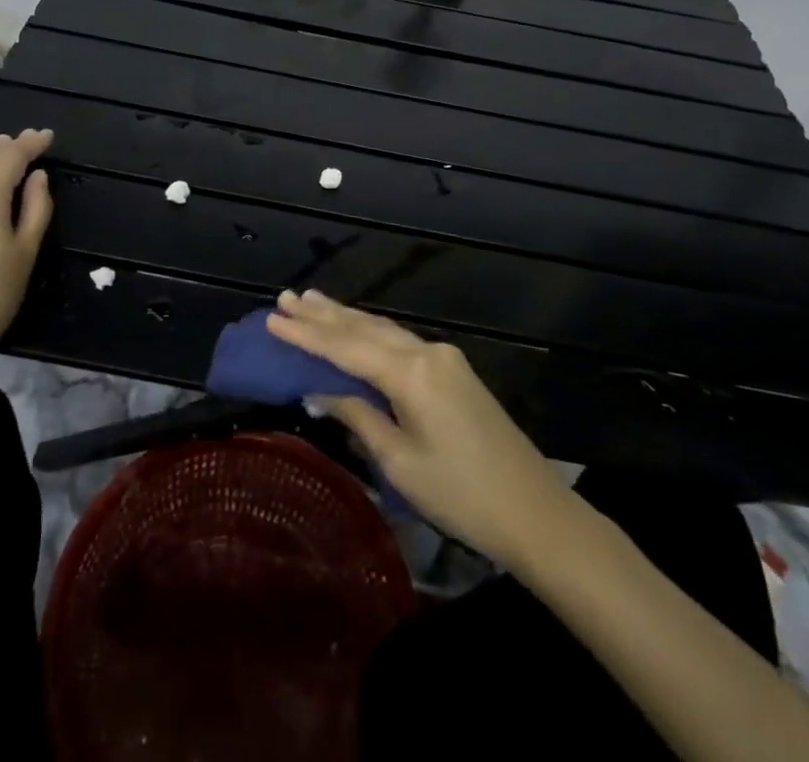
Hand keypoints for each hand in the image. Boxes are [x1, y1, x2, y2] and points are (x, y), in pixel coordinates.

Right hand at [267, 289, 573, 566]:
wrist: (535, 511)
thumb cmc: (461, 495)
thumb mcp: (399, 461)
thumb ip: (358, 416)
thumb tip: (319, 391)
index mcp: (411, 372)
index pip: (346, 346)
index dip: (307, 334)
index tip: (273, 318)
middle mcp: (426, 352)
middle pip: (365, 327)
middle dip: (324, 314)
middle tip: (286, 298)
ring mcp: (443, 358)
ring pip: (384, 329)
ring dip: (346, 317)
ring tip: (312, 301)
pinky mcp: (453, 370)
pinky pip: (401, 341)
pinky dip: (370, 333)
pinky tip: (356, 328)